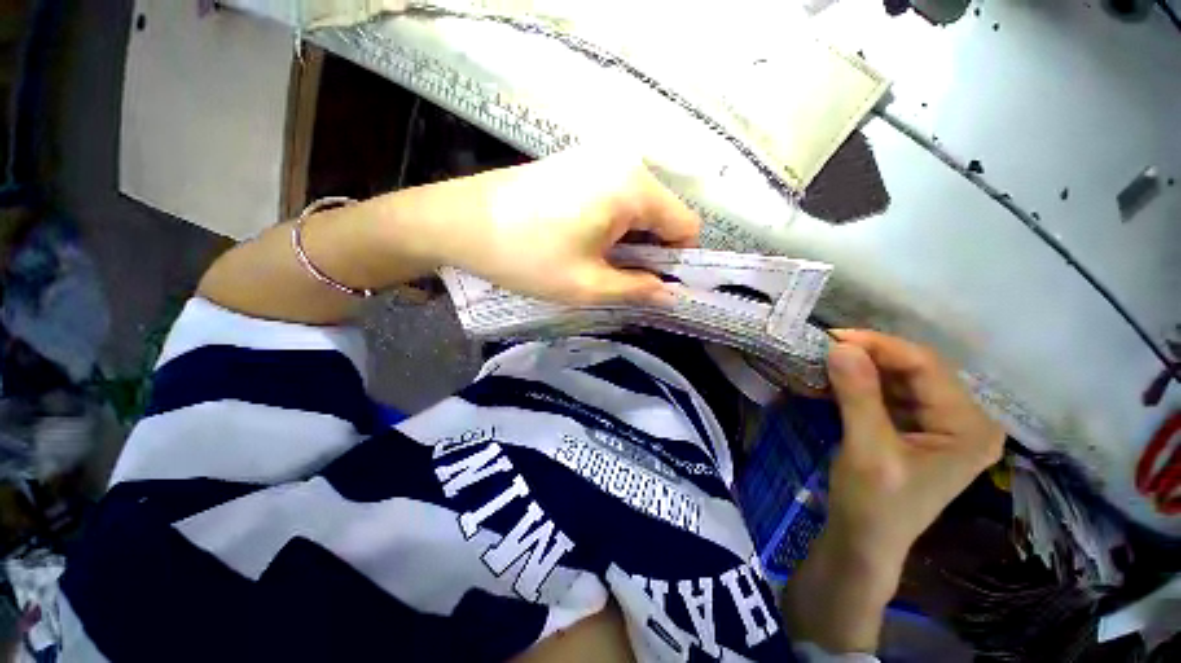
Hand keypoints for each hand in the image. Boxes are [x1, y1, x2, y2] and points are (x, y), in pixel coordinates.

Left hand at [430, 148, 699, 304]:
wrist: (460, 222)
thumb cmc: (527, 256)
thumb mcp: (588, 285)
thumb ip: (637, 290)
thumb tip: (671, 295)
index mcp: (634, 187)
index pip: (686, 226)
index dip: (675, 261)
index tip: (650, 283)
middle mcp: (625, 162)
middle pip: (663, 214)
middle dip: (649, 250)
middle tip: (617, 276)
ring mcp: (599, 156)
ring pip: (639, 207)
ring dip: (629, 239)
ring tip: (596, 259)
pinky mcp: (579, 161)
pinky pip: (616, 196)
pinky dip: (612, 223)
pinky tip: (583, 238)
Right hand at [824, 330, 1004, 567]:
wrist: (864, 541)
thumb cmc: (873, 503)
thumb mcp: (866, 449)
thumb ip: (857, 396)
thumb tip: (840, 347)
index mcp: (969, 426)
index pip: (927, 367)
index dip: (880, 346)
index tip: (833, 337)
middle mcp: (965, 419)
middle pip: (916, 370)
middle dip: (870, 356)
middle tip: (825, 348)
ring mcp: (941, 423)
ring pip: (900, 379)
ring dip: (863, 369)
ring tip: (826, 360)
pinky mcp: (917, 428)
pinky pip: (890, 394)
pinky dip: (861, 384)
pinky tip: (837, 380)